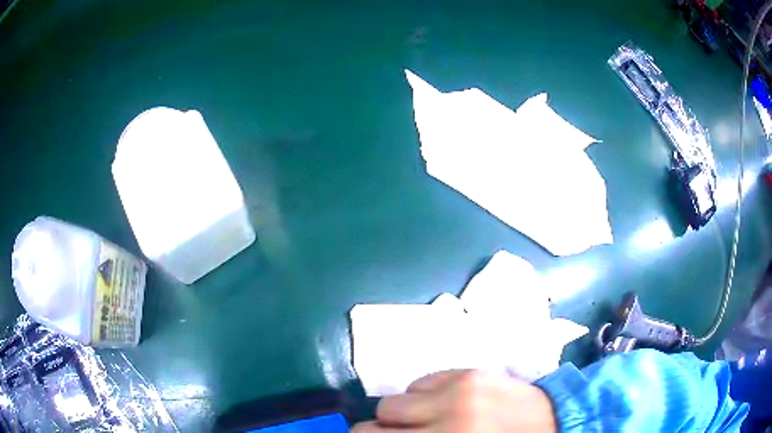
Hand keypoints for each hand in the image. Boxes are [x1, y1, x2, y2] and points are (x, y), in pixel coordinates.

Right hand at [351, 370, 556, 431]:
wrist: (554, 423)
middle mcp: (443, 426)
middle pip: (368, 427)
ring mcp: (455, 396)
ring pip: (390, 403)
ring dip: (403, 415)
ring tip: (425, 420)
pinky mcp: (469, 374)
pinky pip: (420, 382)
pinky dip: (424, 395)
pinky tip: (445, 403)